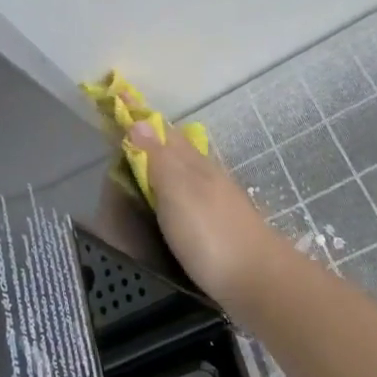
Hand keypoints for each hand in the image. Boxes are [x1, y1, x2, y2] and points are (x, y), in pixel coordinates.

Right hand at [124, 115, 298, 313]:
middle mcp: (206, 175)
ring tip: (140, 161)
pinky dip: (172, 187)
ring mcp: (216, 200)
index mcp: (194, 163)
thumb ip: (157, 158)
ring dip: (162, 160)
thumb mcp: (177, 191)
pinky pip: (188, 194)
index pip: (162, 130)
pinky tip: (168, 201)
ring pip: (185, 169)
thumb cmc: (211, 234)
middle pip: (175, 147)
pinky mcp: (219, 227)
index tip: (116, 94)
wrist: (259, 282)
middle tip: (122, 129)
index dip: (139, 115)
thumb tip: (137, 121)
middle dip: (150, 135)